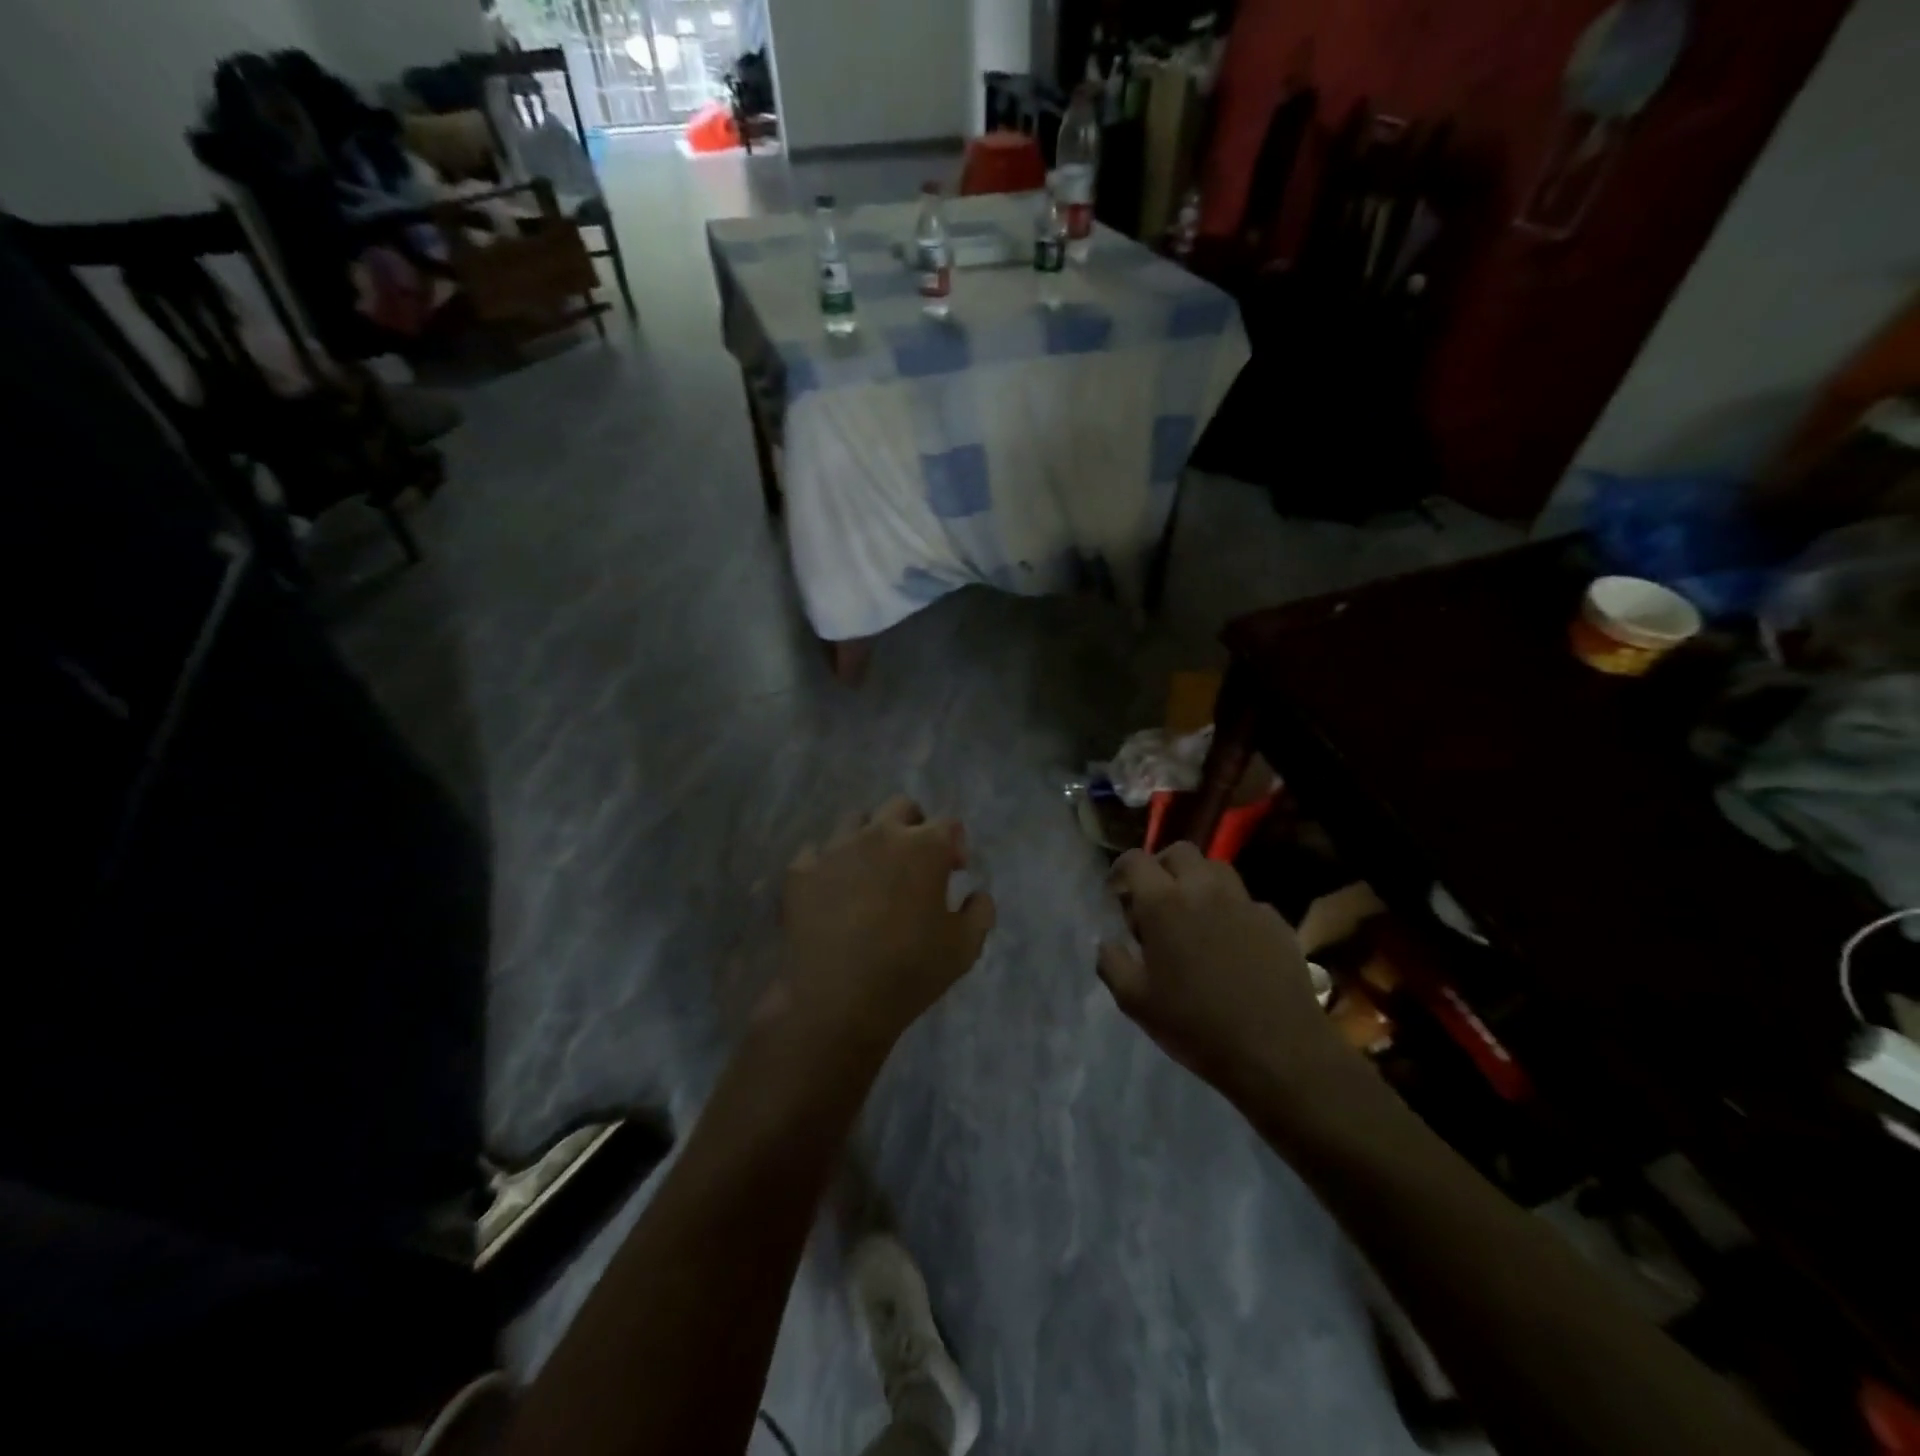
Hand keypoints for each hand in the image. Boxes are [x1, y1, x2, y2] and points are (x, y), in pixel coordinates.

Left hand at [776, 796, 994, 1054]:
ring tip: (871, 872)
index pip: (949, 825)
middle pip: (901, 807)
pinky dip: (829, 865)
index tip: (954, 871)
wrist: (836, 1002)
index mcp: (924, 847)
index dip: (955, 845)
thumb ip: (980, 911)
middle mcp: (879, 834)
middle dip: (914, 826)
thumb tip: (977, 893)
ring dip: (870, 838)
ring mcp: (835, 848)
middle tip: (915, 862)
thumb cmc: (909, 973)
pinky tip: (833, 891)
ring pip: (856, 821)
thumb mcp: (964, 949)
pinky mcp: (800, 870)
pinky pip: (817, 852)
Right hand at [1098, 843, 1350, 1106]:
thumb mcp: (1136, 1002)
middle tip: (1154, 898)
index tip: (1116, 891)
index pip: (1135, 860)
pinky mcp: (1274, 920)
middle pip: (1179, 852)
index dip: (1120, 870)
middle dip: (1161, 867)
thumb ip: (1112, 963)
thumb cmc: (1196, 1025)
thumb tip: (1108, 942)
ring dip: (1197, 880)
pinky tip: (1229, 941)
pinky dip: (1229, 908)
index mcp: (1163, 903)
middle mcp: (1203, 889)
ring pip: (1216, 868)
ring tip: (1192, 912)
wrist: (1277, 1050)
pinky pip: (1244, 900)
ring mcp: (1243, 902)